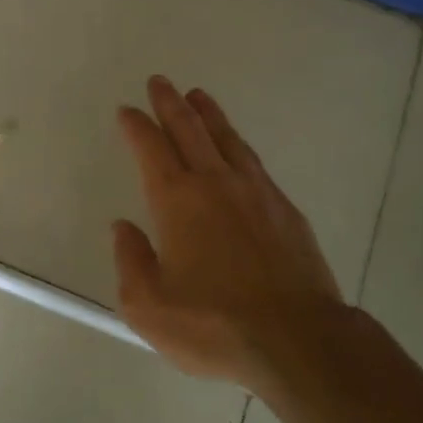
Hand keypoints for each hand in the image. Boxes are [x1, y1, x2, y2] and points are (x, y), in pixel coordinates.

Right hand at [114, 77, 343, 388]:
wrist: (298, 340)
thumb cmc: (214, 325)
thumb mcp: (149, 306)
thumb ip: (130, 261)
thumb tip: (124, 228)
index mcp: (177, 200)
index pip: (151, 148)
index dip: (137, 126)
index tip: (128, 111)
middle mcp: (215, 183)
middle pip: (189, 129)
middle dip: (170, 103)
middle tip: (160, 82)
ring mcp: (255, 192)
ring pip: (226, 139)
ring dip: (208, 114)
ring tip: (198, 96)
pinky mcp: (285, 210)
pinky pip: (254, 162)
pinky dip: (237, 145)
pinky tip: (236, 149)